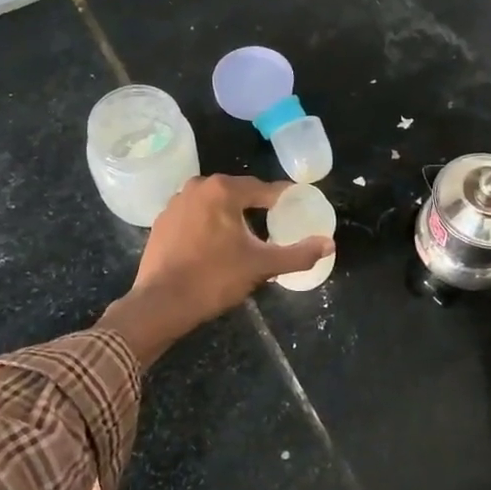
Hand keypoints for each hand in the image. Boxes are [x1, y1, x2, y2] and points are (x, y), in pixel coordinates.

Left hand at [98, 175, 332, 364]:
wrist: (161, 303)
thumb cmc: (214, 279)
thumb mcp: (261, 266)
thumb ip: (298, 254)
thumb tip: (329, 244)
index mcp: (223, 190)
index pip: (263, 189)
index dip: (283, 199)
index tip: (297, 209)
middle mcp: (197, 186)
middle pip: (237, 193)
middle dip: (256, 208)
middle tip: (274, 226)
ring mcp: (175, 203)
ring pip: (214, 204)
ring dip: (231, 216)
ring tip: (246, 238)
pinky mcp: (162, 221)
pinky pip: (195, 216)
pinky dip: (208, 225)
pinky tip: (215, 246)